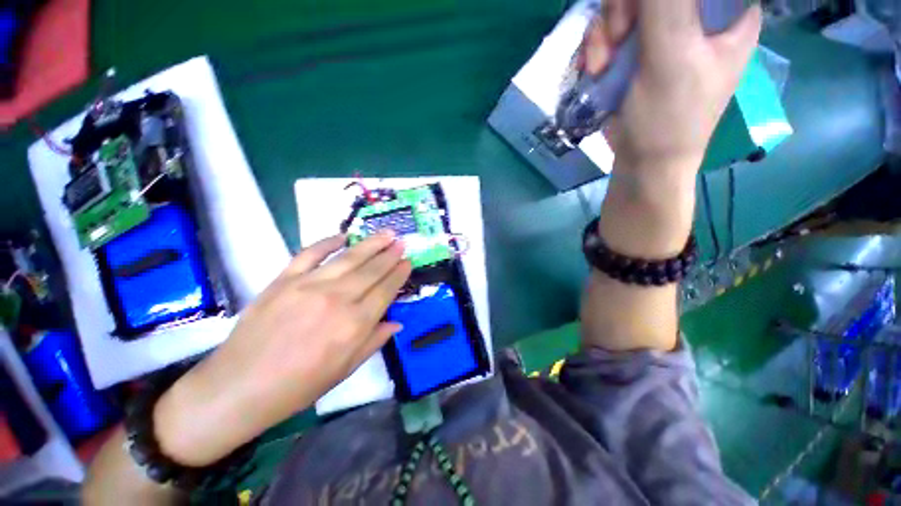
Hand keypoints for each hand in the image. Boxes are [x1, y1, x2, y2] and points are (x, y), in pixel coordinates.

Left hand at [154, 233, 410, 465]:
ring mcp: (309, 285)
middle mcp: (337, 299)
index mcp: (354, 324)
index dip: (399, 274)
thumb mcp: (345, 370)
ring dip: (371, 243)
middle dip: (390, 254)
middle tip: (402, 243)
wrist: (239, 387)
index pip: (386, 290)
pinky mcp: (284, 280)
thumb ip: (374, 342)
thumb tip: (397, 322)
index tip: (408, 262)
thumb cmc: (298, 386)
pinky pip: (310, 253)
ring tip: (387, 233)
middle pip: (372, 270)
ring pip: (349, 257)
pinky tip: (343, 236)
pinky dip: (328, 242)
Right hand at [582, 0, 761, 170]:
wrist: (642, 163)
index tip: (645, 16)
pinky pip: (610, 29)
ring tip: (601, 65)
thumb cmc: (669, 118)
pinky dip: (597, 47)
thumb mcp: (672, 56)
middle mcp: (697, 14)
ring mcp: (663, 32)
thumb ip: (664, 4)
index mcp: (729, 11)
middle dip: (625, 9)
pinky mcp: (636, 51)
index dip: (660, 0)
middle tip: (618, 39)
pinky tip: (595, 69)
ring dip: (604, 33)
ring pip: (625, 6)